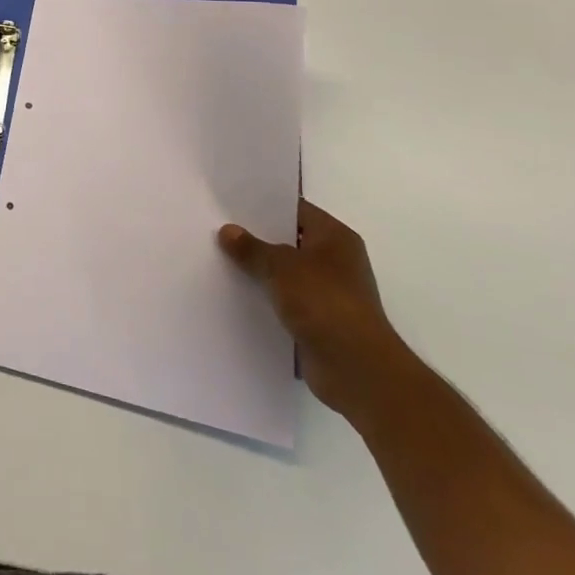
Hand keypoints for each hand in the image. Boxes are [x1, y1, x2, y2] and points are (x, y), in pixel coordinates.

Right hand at [219, 201, 414, 419]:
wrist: (357, 370)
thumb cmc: (324, 303)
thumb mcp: (280, 266)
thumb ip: (252, 248)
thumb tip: (228, 231)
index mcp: (335, 237)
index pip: (295, 210)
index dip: (264, 205)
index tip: (230, 204)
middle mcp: (336, 261)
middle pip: (289, 241)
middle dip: (257, 239)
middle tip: (218, 229)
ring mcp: (329, 293)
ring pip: (285, 273)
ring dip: (260, 272)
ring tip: (219, 259)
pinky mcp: (320, 322)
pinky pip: (286, 301)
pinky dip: (266, 299)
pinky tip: (235, 294)